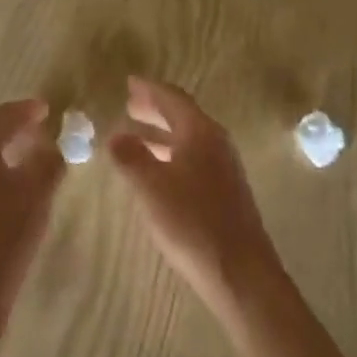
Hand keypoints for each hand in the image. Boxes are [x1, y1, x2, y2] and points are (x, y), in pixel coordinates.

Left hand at [0, 99, 64, 332]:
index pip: (3, 116)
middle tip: (45, 133)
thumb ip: (48, 161)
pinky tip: (18, 192)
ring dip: (10, 156)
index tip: (49, 108)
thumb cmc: (3, 233)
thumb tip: (53, 145)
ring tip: (36, 162)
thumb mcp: (36, 192)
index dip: (28, 110)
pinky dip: (2, 176)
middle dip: (19, 132)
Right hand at [109, 77, 284, 316]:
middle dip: (155, 109)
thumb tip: (114, 134)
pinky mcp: (225, 192)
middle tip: (129, 104)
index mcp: (200, 132)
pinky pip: (192, 158)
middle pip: (182, 116)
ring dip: (160, 133)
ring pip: (187, 139)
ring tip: (134, 135)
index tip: (129, 82)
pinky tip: (156, 171)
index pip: (173, 98)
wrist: (241, 274)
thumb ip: (130, 157)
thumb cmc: (193, 223)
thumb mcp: (151, 187)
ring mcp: (224, 169)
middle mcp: (216, 143)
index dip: (149, 89)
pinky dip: (170, 154)